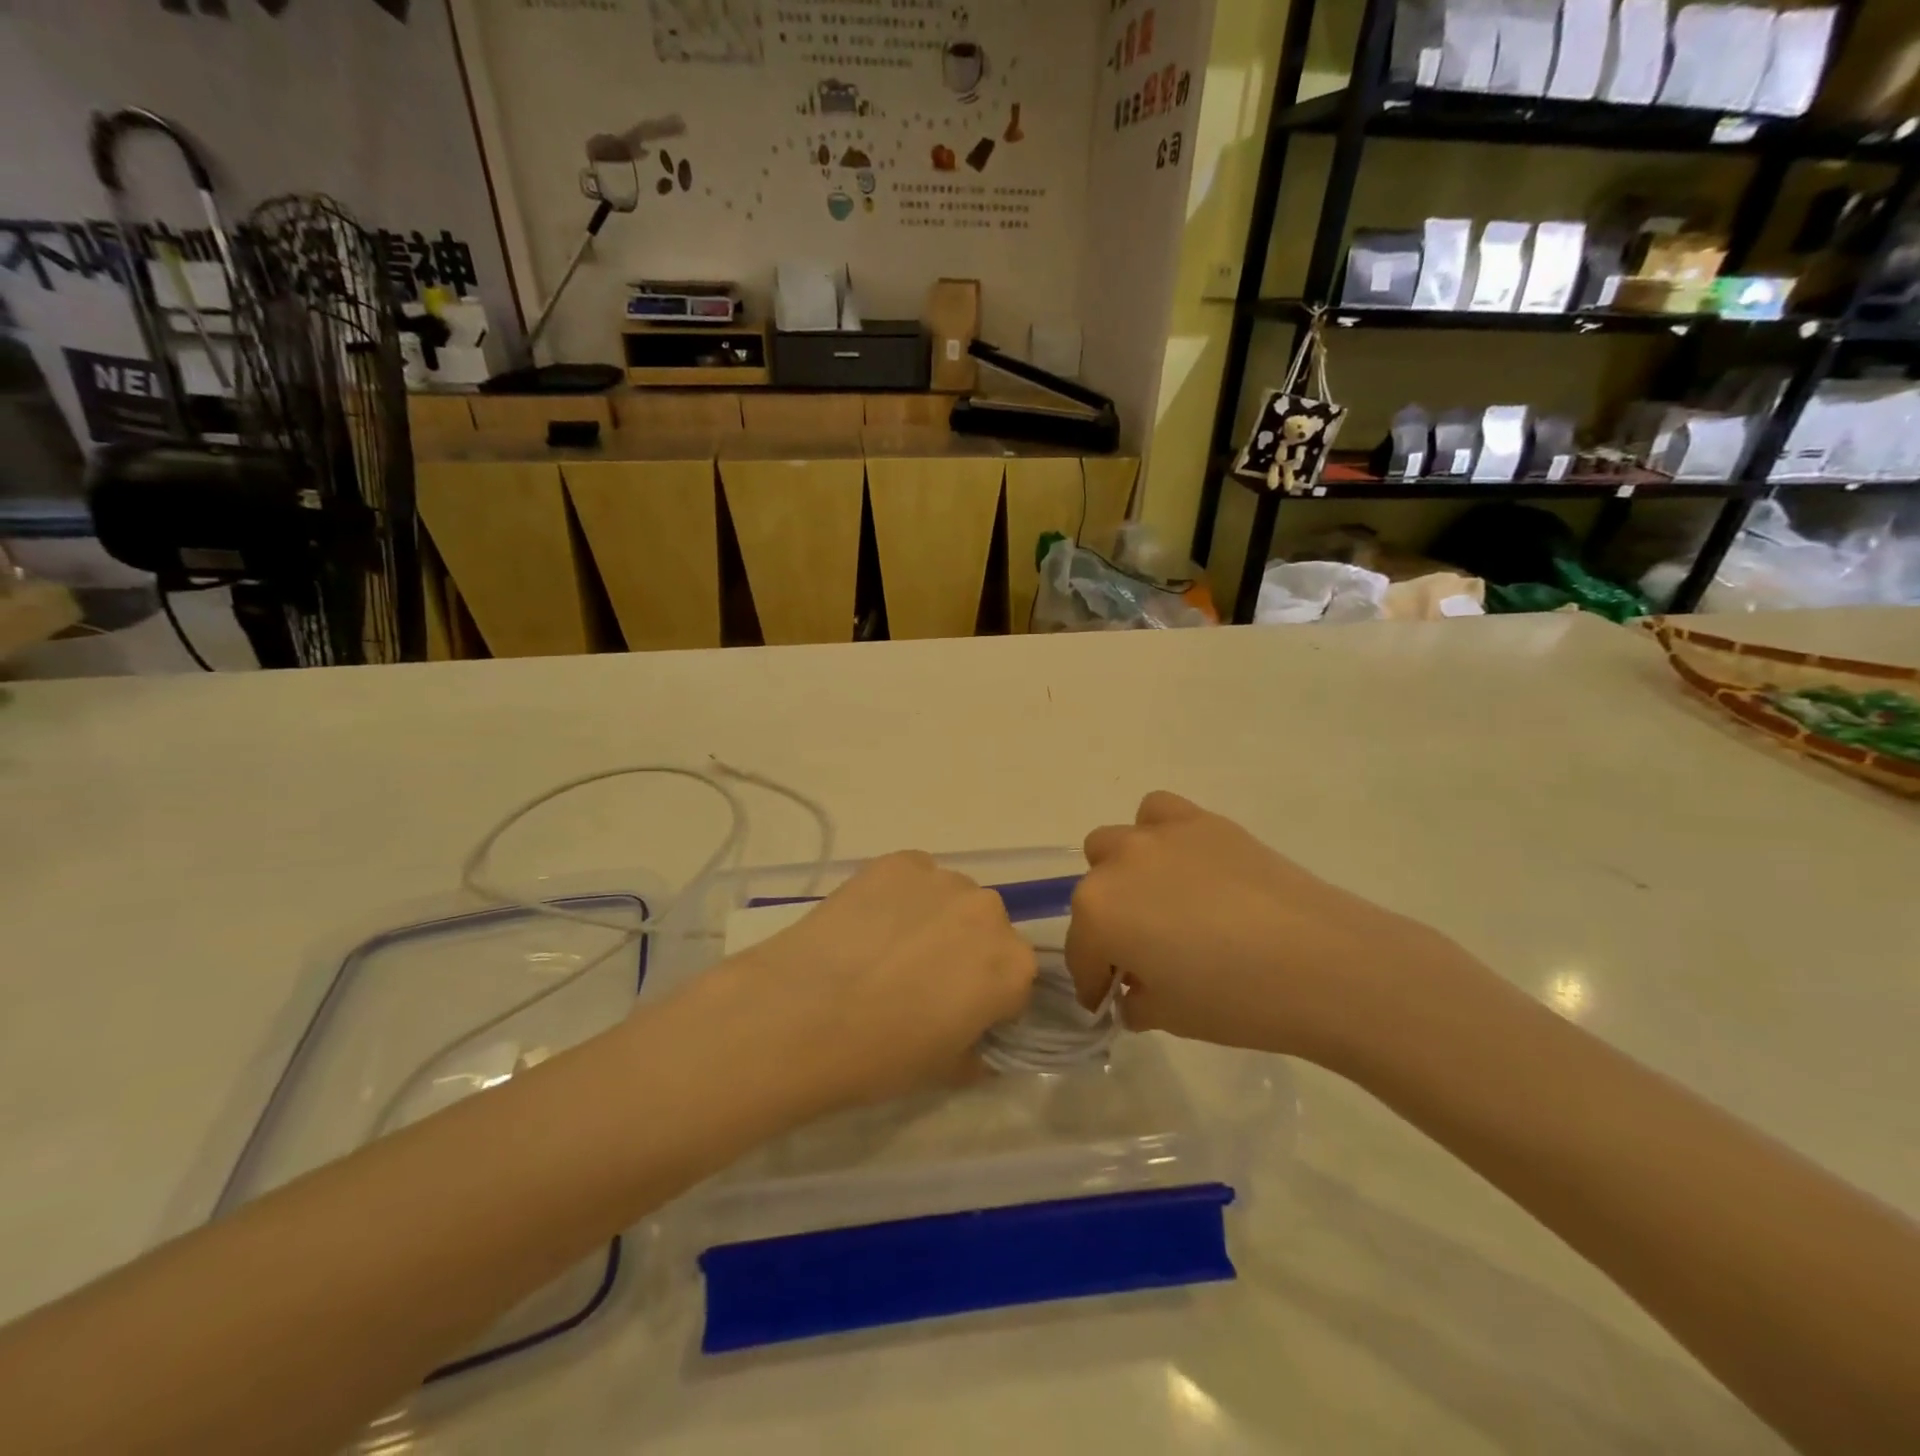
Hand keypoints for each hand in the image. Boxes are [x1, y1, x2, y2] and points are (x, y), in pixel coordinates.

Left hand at [715, 852, 1038, 1109]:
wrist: (802, 1014)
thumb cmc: (880, 1055)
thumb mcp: (943, 1072)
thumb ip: (976, 1053)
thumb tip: (976, 1045)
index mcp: (1013, 966)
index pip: (1014, 981)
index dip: (986, 1002)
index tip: (957, 1015)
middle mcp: (989, 912)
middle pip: (987, 931)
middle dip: (964, 952)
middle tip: (920, 979)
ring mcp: (942, 879)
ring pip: (951, 899)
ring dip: (934, 918)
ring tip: (887, 947)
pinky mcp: (898, 861)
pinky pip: (913, 876)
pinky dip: (899, 894)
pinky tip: (867, 922)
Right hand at [1065, 792, 1472, 1066]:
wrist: (1323, 964)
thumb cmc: (1236, 1000)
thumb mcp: (1170, 1017)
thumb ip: (1136, 1000)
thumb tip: (1134, 991)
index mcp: (1099, 913)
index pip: (1081, 951)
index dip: (1094, 982)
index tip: (1109, 1001)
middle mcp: (1117, 863)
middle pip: (1092, 893)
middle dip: (1108, 924)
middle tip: (1142, 955)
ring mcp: (1159, 835)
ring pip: (1116, 844)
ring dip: (1124, 873)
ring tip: (1160, 902)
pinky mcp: (1203, 821)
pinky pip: (1159, 813)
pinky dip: (1160, 835)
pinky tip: (1187, 864)